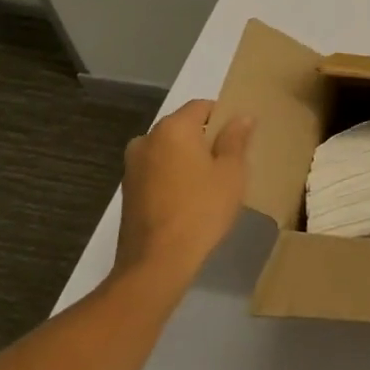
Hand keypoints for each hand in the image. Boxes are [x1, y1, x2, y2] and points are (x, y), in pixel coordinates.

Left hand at [113, 98, 253, 296]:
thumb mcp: (231, 172)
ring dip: (187, 159)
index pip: (201, 106)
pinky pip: (157, 171)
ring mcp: (132, 167)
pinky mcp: (128, 191)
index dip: (222, 117)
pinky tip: (188, 199)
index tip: (239, 138)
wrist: (156, 262)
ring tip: (209, 183)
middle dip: (205, 138)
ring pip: (168, 150)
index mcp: (173, 129)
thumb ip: (236, 139)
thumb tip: (241, 117)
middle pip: (183, 127)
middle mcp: (147, 140)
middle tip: (228, 162)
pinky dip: (173, 176)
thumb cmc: (202, 209)